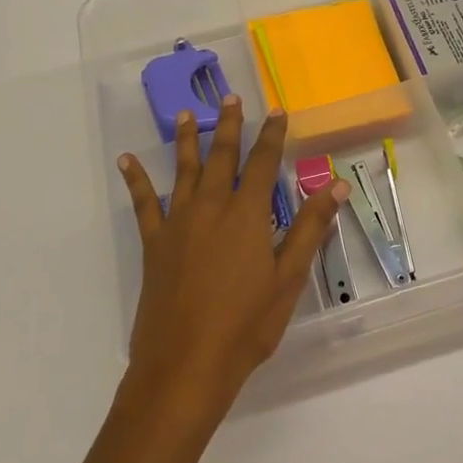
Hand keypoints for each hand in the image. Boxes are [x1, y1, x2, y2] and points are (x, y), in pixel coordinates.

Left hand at [116, 97, 346, 418]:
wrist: (186, 365)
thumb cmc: (246, 325)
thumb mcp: (288, 278)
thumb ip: (310, 228)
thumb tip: (336, 184)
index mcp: (247, 214)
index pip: (264, 163)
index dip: (272, 135)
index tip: (278, 111)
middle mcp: (211, 207)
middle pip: (222, 156)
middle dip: (230, 125)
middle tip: (231, 97)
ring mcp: (178, 223)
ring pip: (185, 170)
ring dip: (188, 139)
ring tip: (188, 113)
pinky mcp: (154, 243)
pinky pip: (144, 203)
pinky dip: (136, 180)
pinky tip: (126, 160)